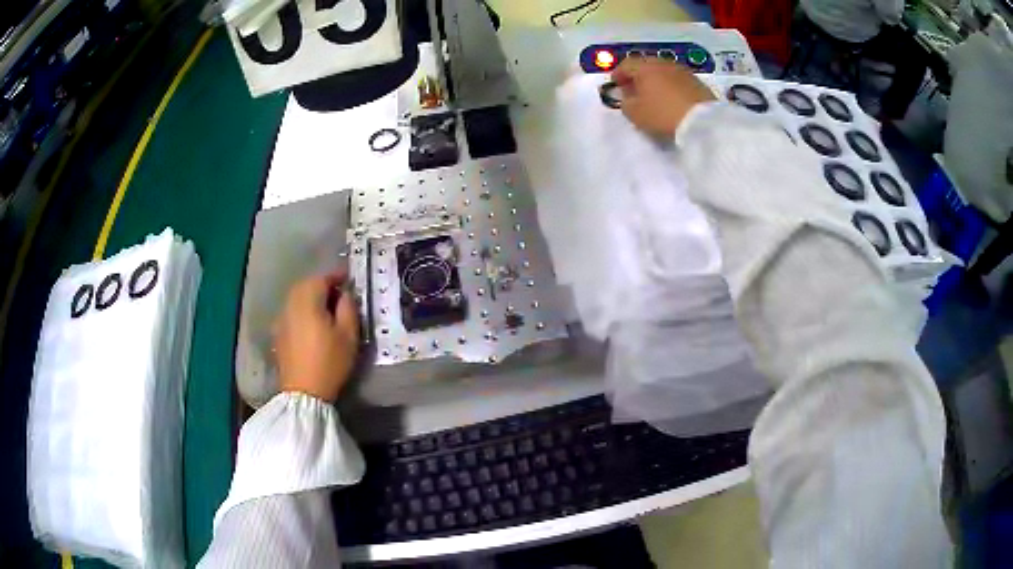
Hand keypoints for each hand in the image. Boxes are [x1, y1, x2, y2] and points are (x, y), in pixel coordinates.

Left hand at [273, 272, 359, 402]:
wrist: (304, 392)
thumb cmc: (330, 362)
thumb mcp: (349, 335)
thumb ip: (348, 308)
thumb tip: (345, 294)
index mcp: (308, 301)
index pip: (322, 278)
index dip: (337, 277)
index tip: (349, 280)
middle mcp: (290, 304)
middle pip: (305, 285)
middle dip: (322, 285)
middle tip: (339, 295)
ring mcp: (281, 319)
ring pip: (296, 298)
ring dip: (310, 298)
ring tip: (325, 309)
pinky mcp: (278, 334)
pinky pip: (290, 312)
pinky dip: (301, 311)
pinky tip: (311, 325)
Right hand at [611, 58, 715, 137]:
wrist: (703, 122)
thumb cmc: (663, 115)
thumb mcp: (635, 114)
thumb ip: (625, 102)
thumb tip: (627, 95)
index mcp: (645, 67)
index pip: (626, 64)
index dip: (618, 74)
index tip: (616, 84)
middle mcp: (663, 63)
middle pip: (646, 65)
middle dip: (638, 75)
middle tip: (634, 89)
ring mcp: (682, 70)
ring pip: (663, 71)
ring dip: (656, 80)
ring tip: (653, 94)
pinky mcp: (697, 81)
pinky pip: (677, 80)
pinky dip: (670, 85)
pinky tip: (671, 98)